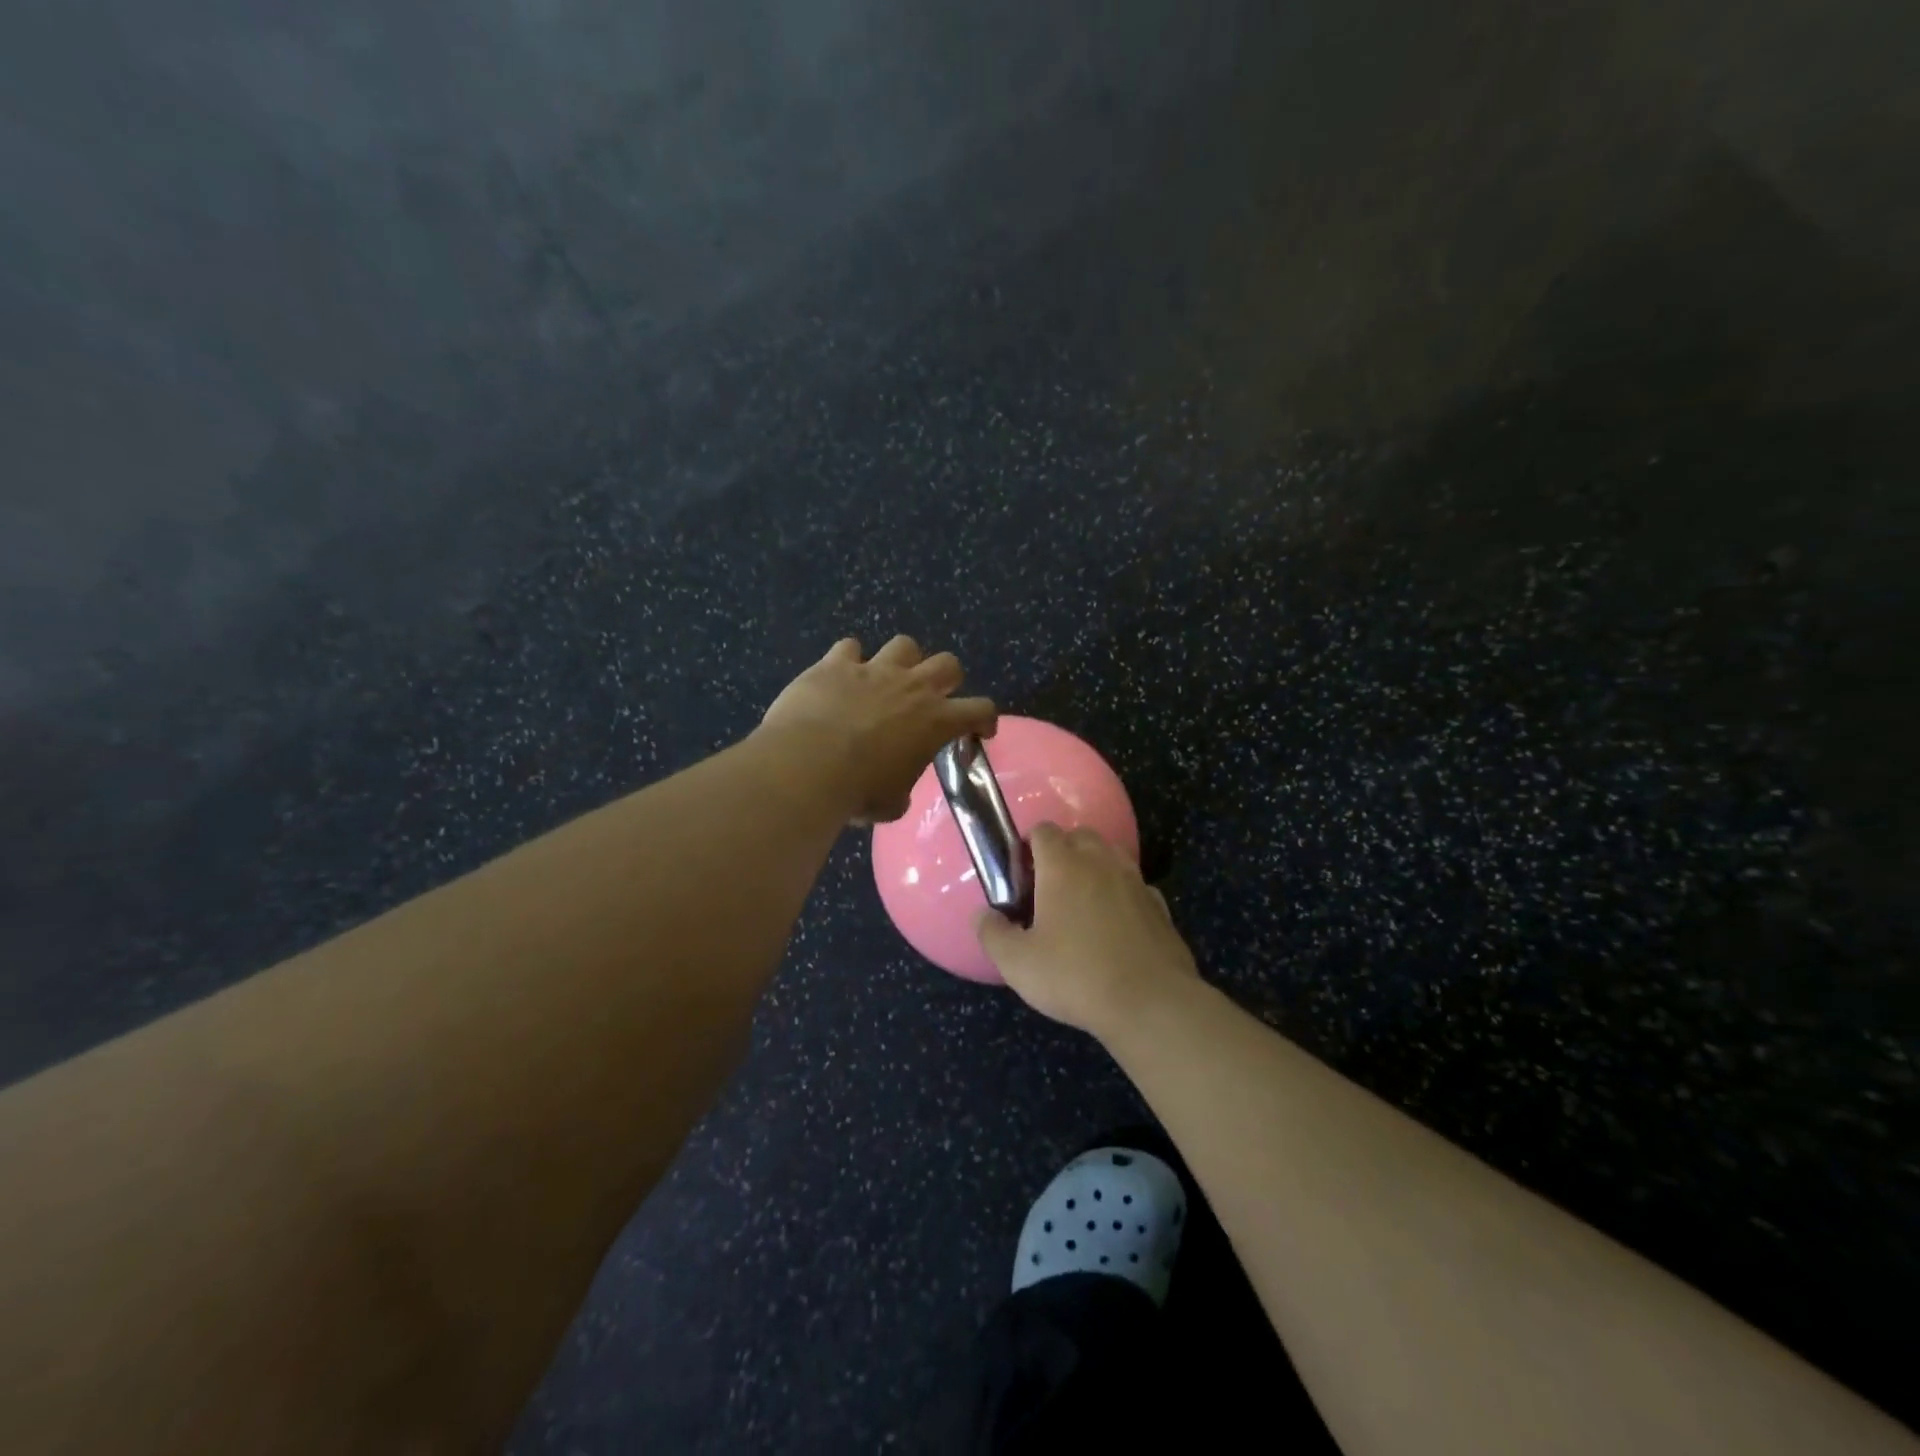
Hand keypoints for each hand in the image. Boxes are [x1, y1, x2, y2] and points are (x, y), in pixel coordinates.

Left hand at [758, 635, 996, 823]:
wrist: (807, 765)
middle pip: (948, 663)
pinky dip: (848, 660)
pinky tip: (840, 674)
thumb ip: (902, 789)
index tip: (979, 731)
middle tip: (931, 699)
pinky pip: (849, 647)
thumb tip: (896, 790)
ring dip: (901, 660)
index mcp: (936, 722)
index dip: (985, 719)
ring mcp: (874, 670)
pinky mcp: (836, 663)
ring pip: (904, 645)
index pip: (980, 709)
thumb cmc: (857, 791)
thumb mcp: (892, 804)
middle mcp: (912, 687)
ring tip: (887, 679)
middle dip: (945, 678)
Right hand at [976, 823, 1198, 1038]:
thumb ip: (993, 934)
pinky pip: (1135, 886)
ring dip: (1095, 867)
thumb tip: (982, 914)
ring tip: (1081, 900)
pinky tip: (1115, 923)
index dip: (1029, 844)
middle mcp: (1101, 862)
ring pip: (1112, 856)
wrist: (1150, 1003)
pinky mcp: (1160, 906)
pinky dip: (1122, 893)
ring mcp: (1135, 882)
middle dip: (1063, 851)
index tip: (1020, 872)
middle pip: (1080, 836)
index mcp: (1063, 866)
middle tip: (1048, 886)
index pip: (1044, 831)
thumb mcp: (1018, 963)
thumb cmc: (1076, 976)